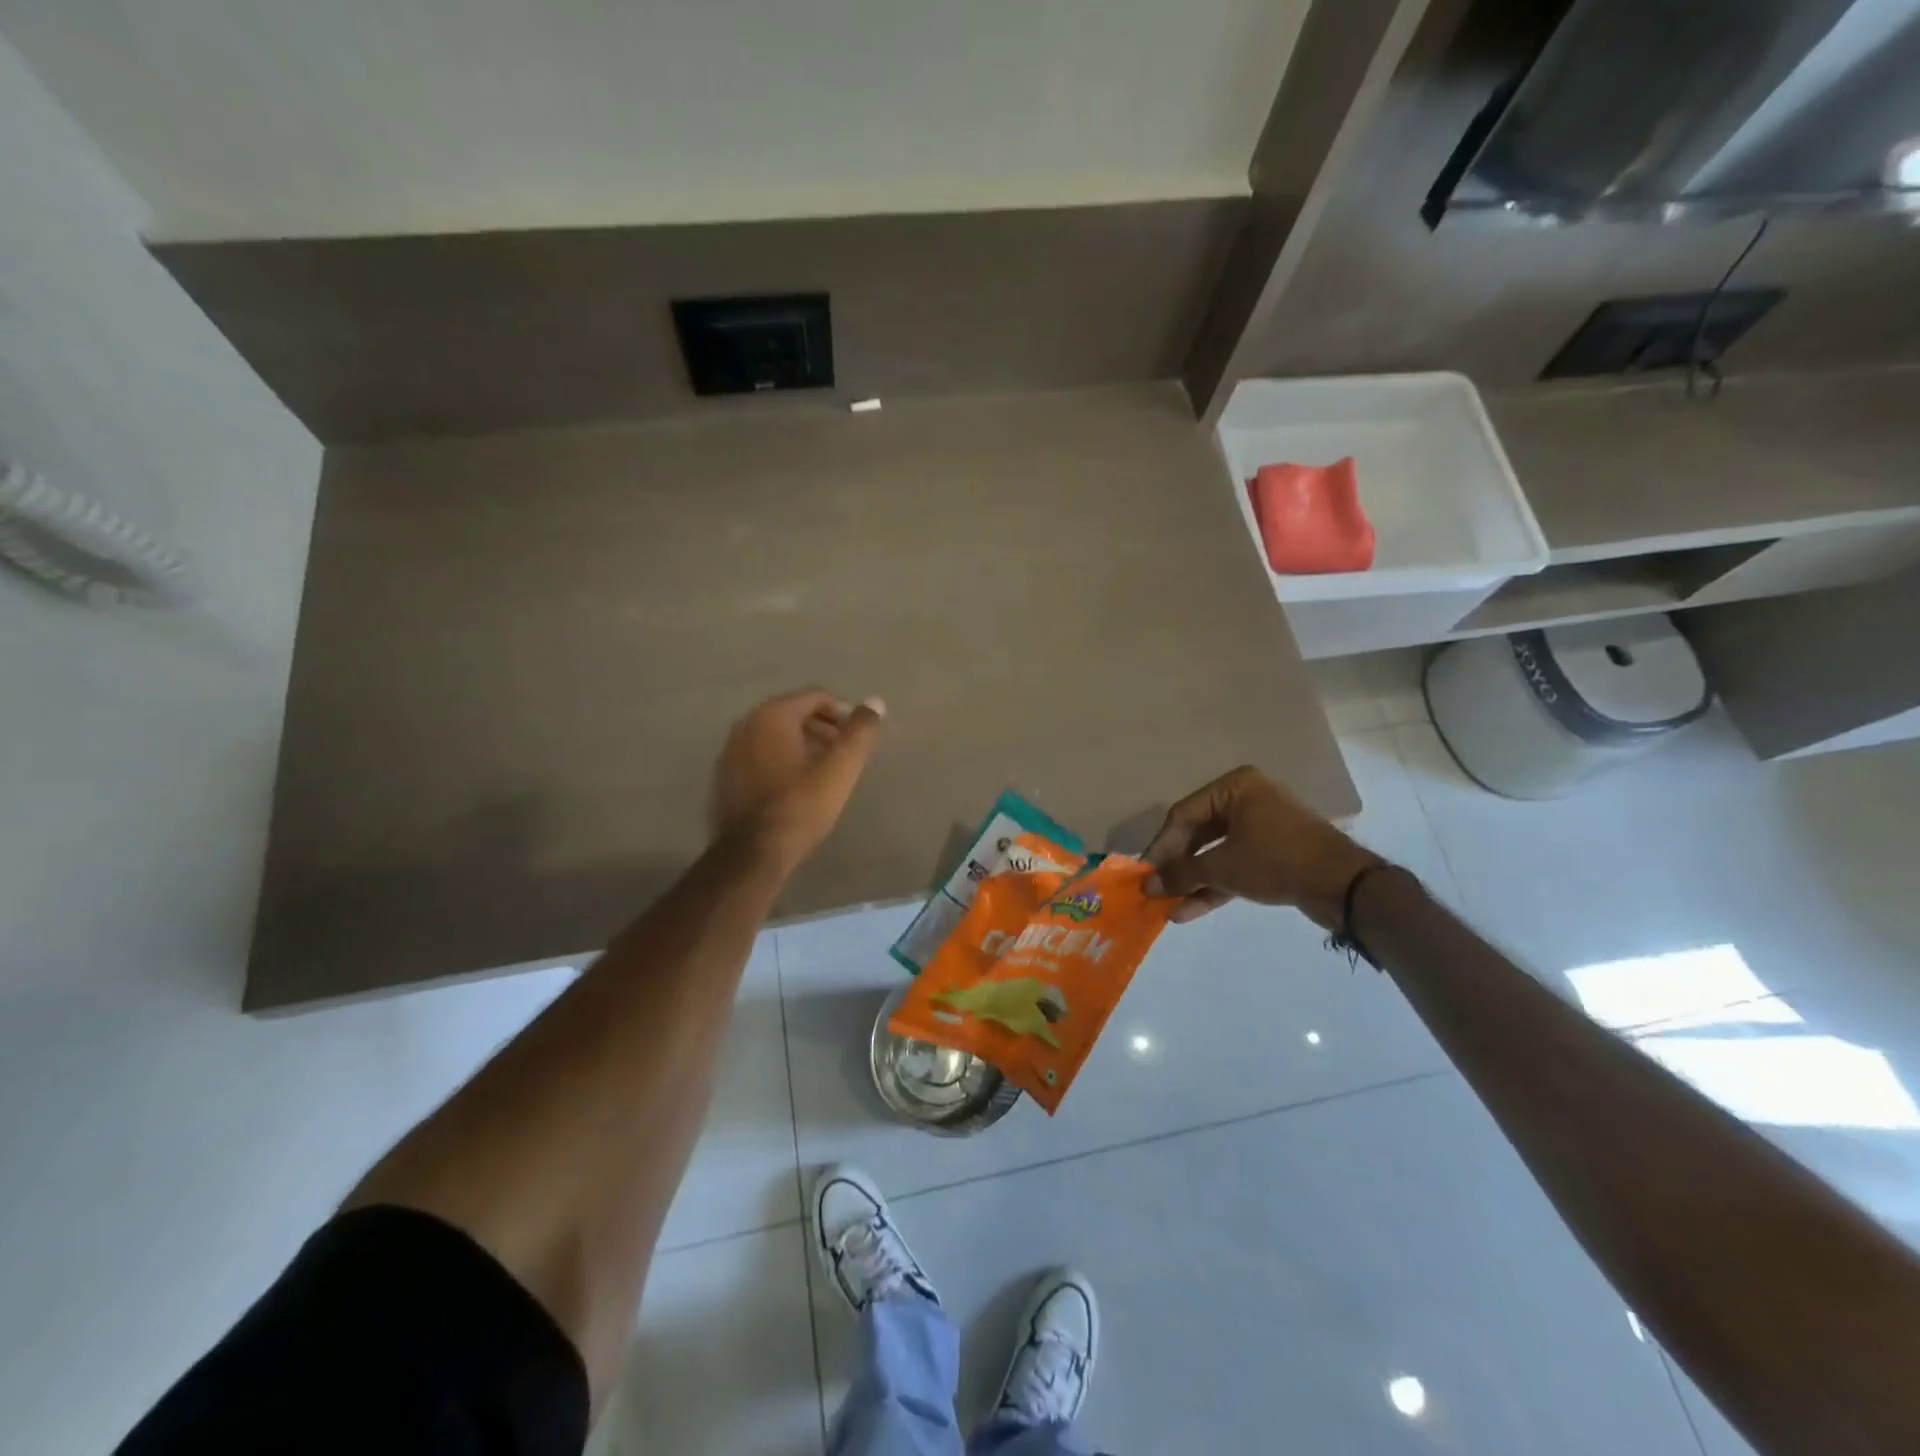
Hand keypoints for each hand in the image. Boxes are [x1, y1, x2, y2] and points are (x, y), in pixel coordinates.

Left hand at [710, 689, 885, 871]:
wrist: (752, 853)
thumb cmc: (800, 805)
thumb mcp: (840, 768)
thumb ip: (861, 731)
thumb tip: (875, 702)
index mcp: (772, 715)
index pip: (815, 696)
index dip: (843, 712)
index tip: (858, 737)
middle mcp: (746, 724)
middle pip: (794, 714)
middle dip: (823, 728)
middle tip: (845, 754)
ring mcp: (730, 751)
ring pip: (776, 736)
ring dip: (803, 745)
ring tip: (825, 771)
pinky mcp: (725, 777)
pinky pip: (760, 755)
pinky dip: (782, 760)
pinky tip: (797, 787)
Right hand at [1144, 765, 1382, 927]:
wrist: (1344, 886)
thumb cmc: (1276, 860)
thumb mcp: (1223, 867)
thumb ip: (1181, 874)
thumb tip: (1147, 886)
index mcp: (1235, 787)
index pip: (1183, 815)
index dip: (1161, 846)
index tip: (1143, 872)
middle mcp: (1247, 800)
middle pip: (1198, 834)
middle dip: (1177, 866)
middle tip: (1154, 889)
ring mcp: (1262, 827)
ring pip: (1216, 853)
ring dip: (1193, 881)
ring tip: (1168, 906)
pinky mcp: (1273, 854)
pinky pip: (1235, 865)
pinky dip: (1214, 886)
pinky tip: (1189, 911)